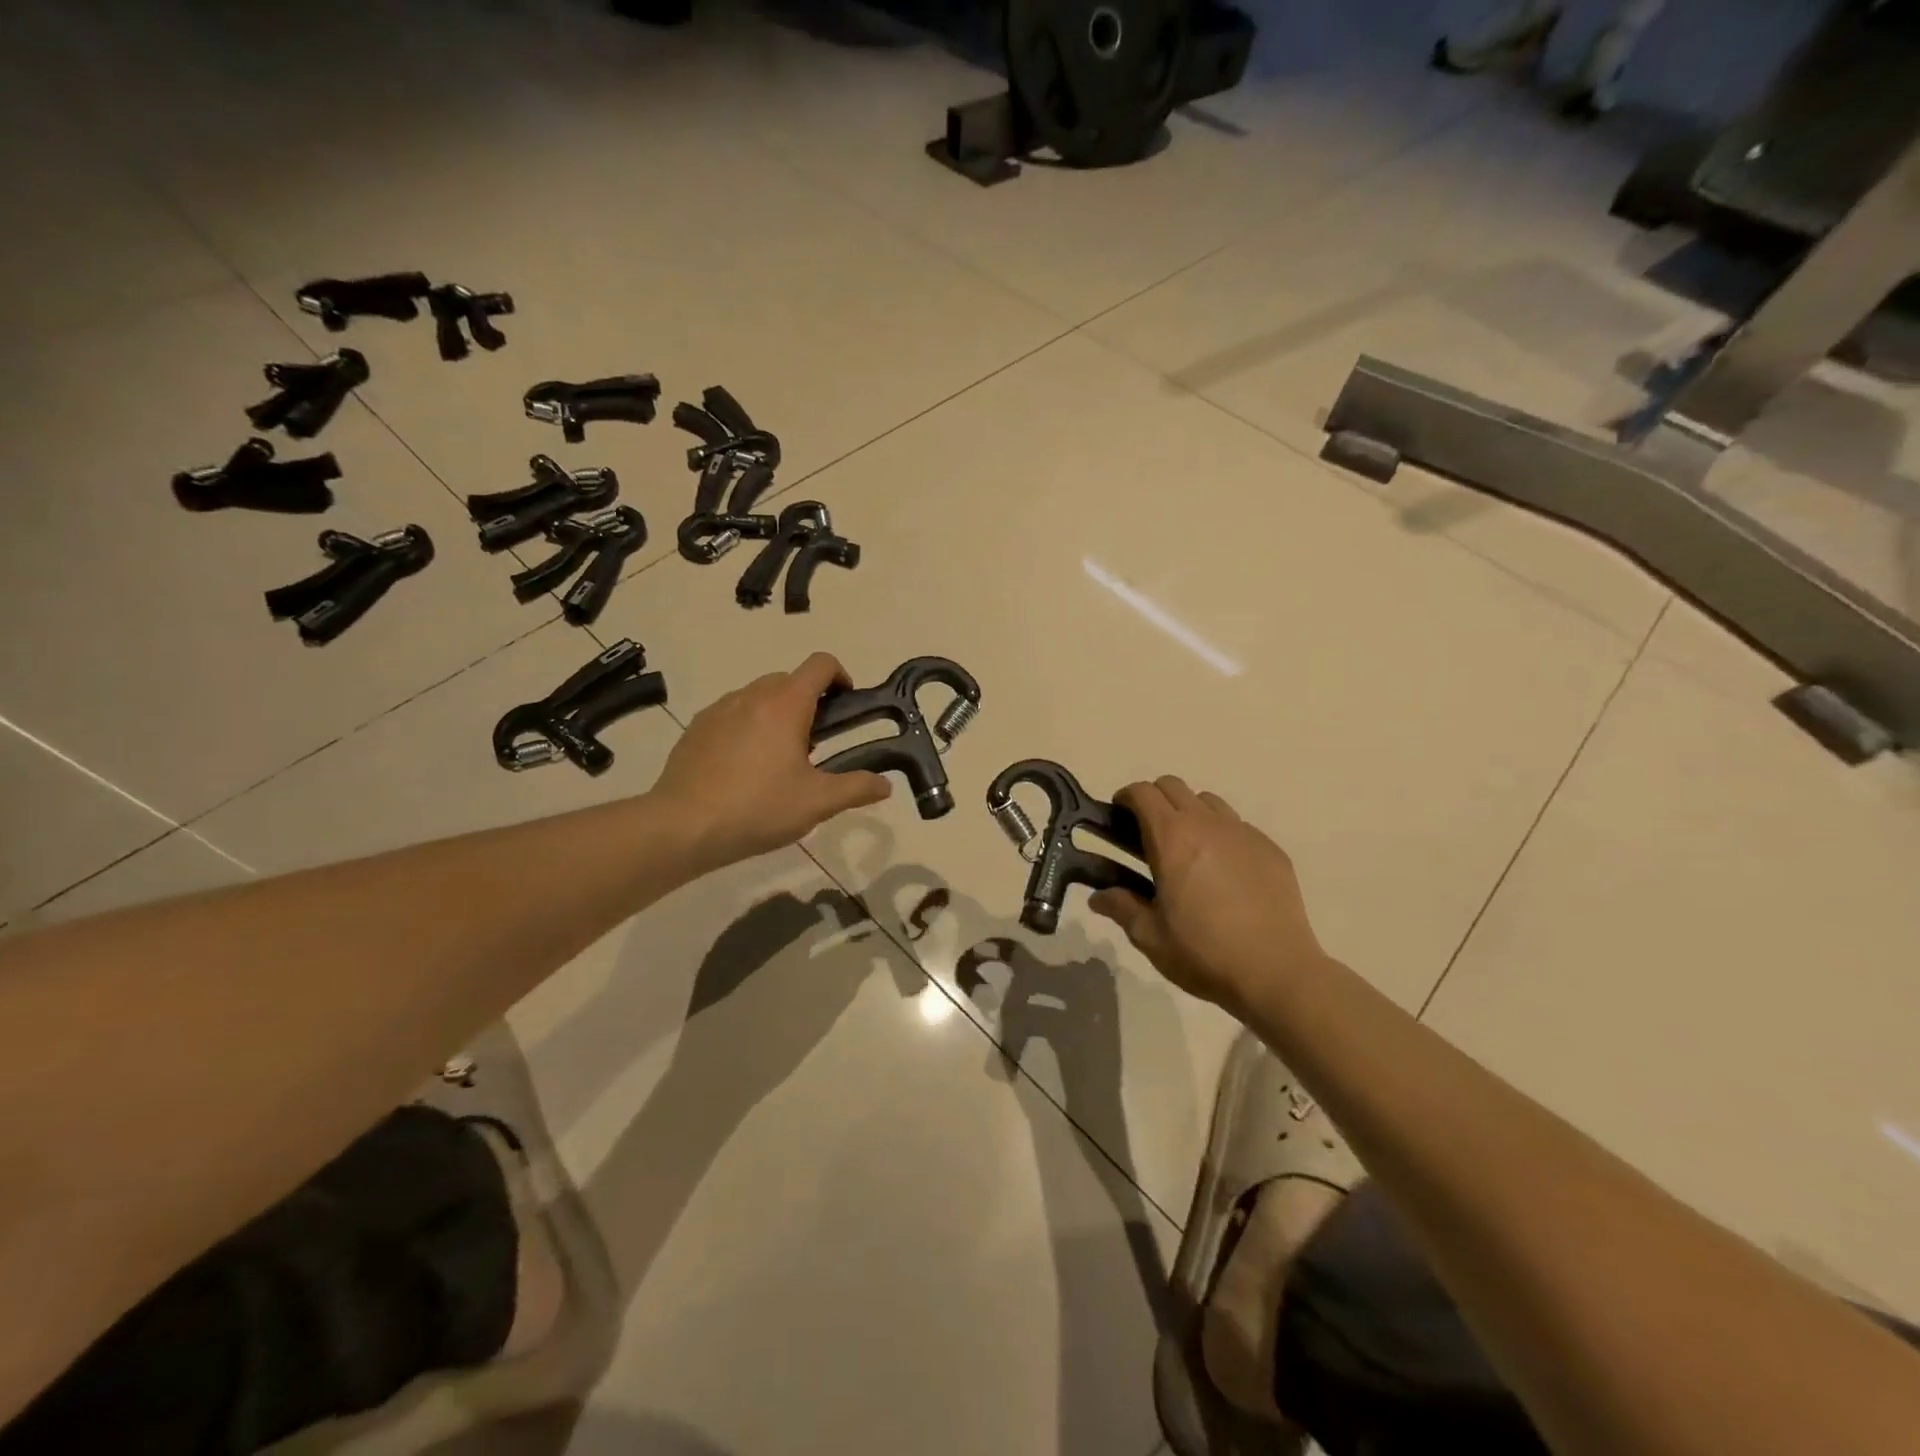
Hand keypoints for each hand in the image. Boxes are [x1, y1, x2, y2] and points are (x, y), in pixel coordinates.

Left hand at [654, 653, 890, 868]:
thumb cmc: (757, 808)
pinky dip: (746, 727)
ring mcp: (719, 709)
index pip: (821, 665)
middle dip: (809, 702)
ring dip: (776, 714)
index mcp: (785, 704)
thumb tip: (885, 784)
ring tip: (778, 759)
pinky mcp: (696, 728)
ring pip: (758, 696)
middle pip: (789, 680)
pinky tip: (743, 768)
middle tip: (816, 744)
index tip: (846, 705)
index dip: (841, 676)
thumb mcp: (816, 803)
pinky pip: (731, 714)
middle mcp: (751, 696)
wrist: (681, 826)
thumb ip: (856, 788)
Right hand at [1088, 777, 1326, 1014]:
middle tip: (1146, 834)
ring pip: (1208, 801)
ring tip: (1187, 849)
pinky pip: (1238, 826)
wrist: (1277, 972)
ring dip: (1189, 813)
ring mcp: (1243, 833)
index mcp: (1172, 838)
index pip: (1142, 793)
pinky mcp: (1270, 849)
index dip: (1125, 799)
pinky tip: (1223, 871)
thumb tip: (1098, 897)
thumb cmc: (1204, 953)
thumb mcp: (1150, 937)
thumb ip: (1121, 908)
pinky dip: (1221, 834)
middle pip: (1173, 786)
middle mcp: (1207, 824)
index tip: (1117, 819)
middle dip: (1154, 800)